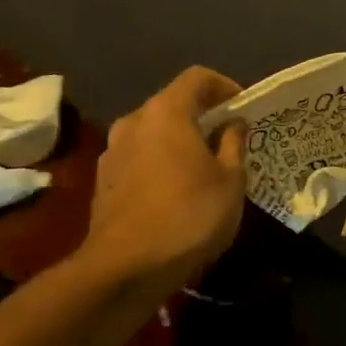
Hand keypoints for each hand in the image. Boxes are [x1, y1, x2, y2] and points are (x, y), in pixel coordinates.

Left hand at [82, 67, 247, 291]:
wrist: (125, 268)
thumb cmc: (188, 216)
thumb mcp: (230, 181)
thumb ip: (233, 144)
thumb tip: (233, 123)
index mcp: (165, 112)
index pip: (197, 77)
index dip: (224, 86)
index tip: (243, 108)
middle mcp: (133, 122)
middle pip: (172, 104)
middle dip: (202, 117)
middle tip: (228, 140)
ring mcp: (112, 152)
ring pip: (153, 133)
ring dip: (178, 142)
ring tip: (203, 169)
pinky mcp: (103, 181)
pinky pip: (139, 159)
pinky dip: (159, 164)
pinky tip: (176, 193)